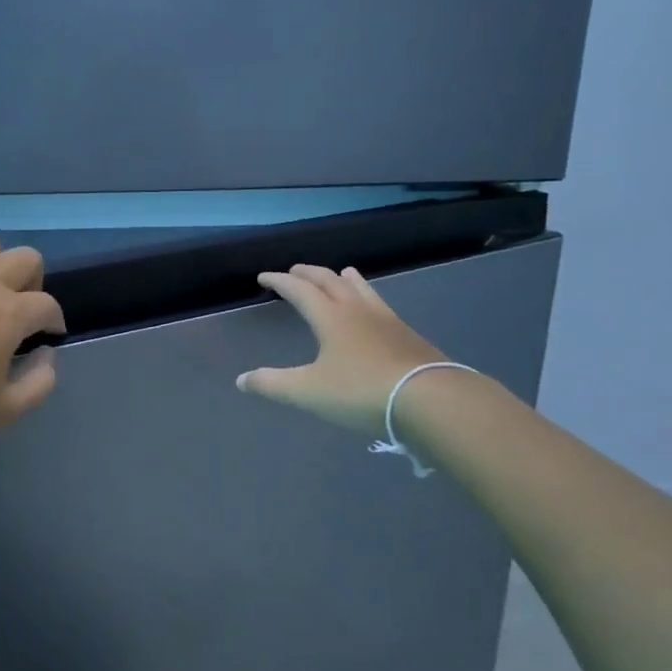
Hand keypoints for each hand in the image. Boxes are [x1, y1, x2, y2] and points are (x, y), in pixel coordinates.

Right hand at [236, 265, 449, 433]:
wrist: (430, 399)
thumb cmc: (361, 391)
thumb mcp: (308, 392)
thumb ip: (272, 384)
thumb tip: (241, 380)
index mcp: (330, 317)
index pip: (299, 290)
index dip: (279, 281)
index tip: (263, 277)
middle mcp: (357, 310)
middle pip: (329, 281)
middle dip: (308, 273)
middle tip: (294, 271)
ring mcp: (386, 320)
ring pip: (360, 288)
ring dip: (343, 279)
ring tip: (340, 274)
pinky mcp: (407, 335)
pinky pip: (379, 304)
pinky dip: (367, 296)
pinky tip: (372, 311)